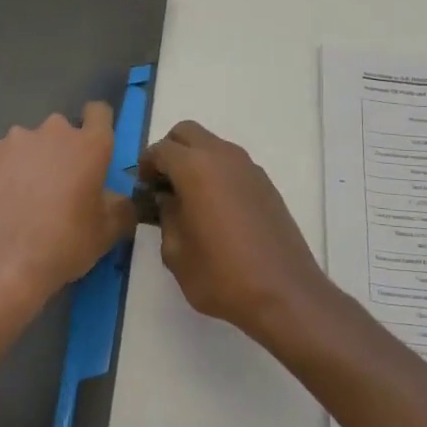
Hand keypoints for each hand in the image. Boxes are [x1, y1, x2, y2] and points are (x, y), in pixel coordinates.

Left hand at [0, 103, 137, 332]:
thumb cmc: (63, 244)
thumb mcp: (107, 233)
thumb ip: (120, 208)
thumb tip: (118, 201)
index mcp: (89, 145)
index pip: (99, 112)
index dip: (98, 126)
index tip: (93, 150)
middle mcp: (52, 132)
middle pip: (62, 131)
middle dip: (63, 151)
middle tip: (61, 188)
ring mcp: (14, 141)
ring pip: (30, 144)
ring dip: (33, 161)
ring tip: (26, 199)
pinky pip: (3, 158)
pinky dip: (6, 173)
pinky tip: (1, 204)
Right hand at [138, 121, 331, 337]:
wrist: (284, 293)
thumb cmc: (221, 275)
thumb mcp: (176, 252)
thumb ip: (165, 217)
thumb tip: (167, 200)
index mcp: (195, 168)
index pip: (161, 149)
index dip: (146, 165)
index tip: (142, 187)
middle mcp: (223, 157)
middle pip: (187, 133)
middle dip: (170, 151)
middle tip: (162, 184)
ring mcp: (249, 168)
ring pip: (212, 145)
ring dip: (195, 160)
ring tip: (188, 198)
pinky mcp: (266, 184)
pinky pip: (232, 164)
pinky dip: (217, 173)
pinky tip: (215, 209)